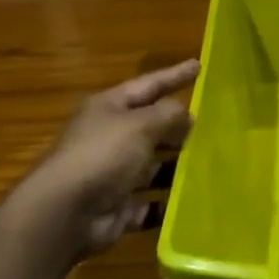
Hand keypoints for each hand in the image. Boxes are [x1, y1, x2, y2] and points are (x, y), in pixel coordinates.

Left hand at [26, 59, 197, 255]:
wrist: (65, 213)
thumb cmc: (103, 154)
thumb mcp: (141, 123)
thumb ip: (169, 113)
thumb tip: (186, 112)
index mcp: (109, 108)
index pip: (148, 85)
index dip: (174, 75)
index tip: (199, 65)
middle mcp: (109, 137)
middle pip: (150, 126)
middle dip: (178, 125)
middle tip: (213, 121)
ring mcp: (112, 174)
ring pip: (152, 166)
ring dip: (177, 165)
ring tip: (211, 162)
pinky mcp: (117, 207)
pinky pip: (149, 203)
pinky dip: (167, 203)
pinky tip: (193, 201)